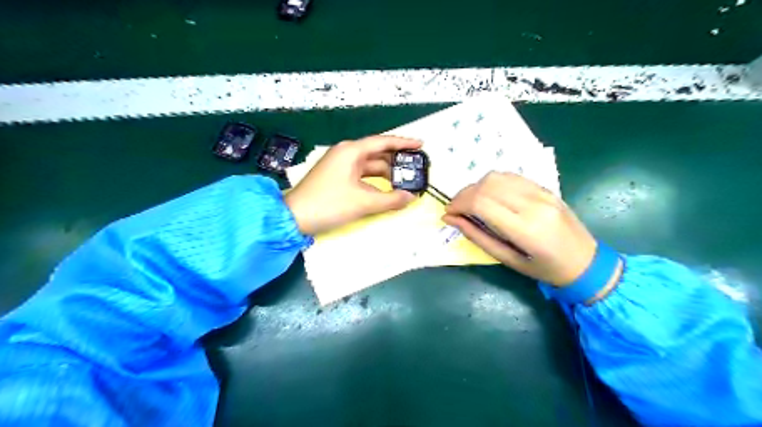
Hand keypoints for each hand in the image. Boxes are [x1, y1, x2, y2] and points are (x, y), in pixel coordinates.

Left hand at [284, 136, 419, 235]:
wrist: (294, 218)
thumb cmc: (329, 204)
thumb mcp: (363, 202)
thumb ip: (391, 200)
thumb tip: (411, 197)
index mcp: (351, 151)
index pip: (383, 142)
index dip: (404, 143)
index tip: (421, 145)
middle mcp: (346, 154)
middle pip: (378, 154)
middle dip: (397, 162)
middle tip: (416, 169)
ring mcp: (340, 166)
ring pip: (370, 166)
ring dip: (387, 174)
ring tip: (405, 182)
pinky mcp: (337, 178)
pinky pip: (362, 176)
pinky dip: (375, 182)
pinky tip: (387, 190)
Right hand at [445, 170, 596, 286]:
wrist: (586, 261)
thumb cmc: (544, 269)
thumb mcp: (507, 260)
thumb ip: (477, 237)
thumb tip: (450, 219)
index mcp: (525, 228)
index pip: (481, 202)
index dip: (458, 204)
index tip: (449, 213)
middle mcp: (533, 204)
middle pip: (486, 185)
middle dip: (463, 195)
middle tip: (456, 209)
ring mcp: (541, 192)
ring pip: (497, 176)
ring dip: (477, 187)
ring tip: (471, 203)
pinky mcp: (545, 187)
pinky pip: (511, 176)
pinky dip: (493, 183)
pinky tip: (490, 196)